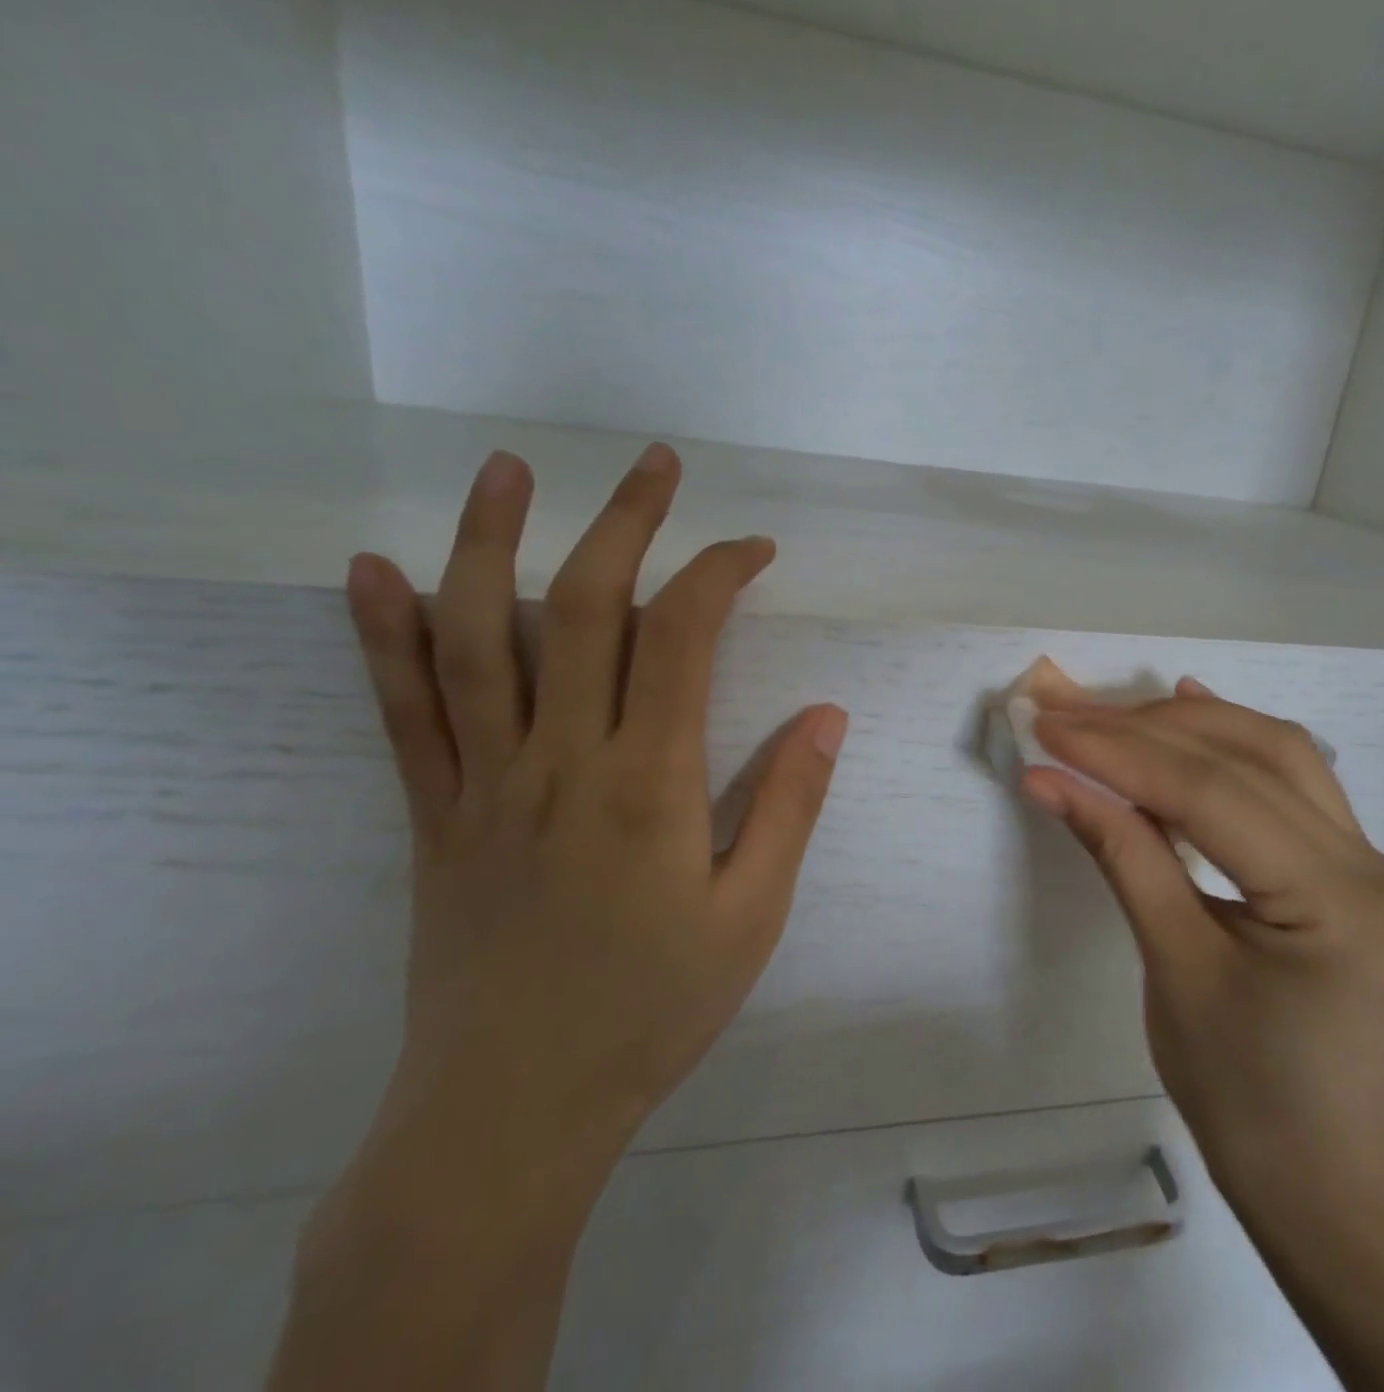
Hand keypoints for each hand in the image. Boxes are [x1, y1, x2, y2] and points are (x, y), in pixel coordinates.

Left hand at [345, 443, 846, 1194]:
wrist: (514, 1106)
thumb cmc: (652, 1009)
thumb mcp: (752, 915)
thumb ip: (790, 805)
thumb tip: (826, 714)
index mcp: (649, 784)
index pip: (684, 639)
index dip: (719, 574)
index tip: (753, 549)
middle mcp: (561, 760)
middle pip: (583, 609)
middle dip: (624, 524)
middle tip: (654, 463)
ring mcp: (484, 782)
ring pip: (476, 637)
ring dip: (488, 542)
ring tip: (507, 469)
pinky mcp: (434, 813)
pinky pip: (403, 711)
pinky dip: (382, 635)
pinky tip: (371, 571)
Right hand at [1021, 679, 1383, 1206]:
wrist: (1325, 1182)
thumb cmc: (1239, 1096)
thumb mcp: (1171, 964)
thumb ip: (1120, 852)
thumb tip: (1049, 778)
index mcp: (1346, 909)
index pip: (1215, 796)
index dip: (1122, 752)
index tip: (1049, 724)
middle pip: (1254, 760)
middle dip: (1148, 728)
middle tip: (1068, 708)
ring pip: (1282, 759)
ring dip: (1191, 728)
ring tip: (1114, 711)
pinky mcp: (1373, 875)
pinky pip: (1298, 791)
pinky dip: (1235, 752)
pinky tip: (1193, 716)